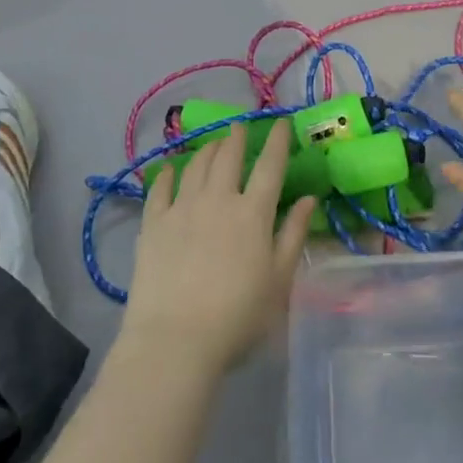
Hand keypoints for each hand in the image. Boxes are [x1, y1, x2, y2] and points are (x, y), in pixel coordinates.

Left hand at [122, 120, 315, 369]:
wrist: (176, 340)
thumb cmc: (238, 316)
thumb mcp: (279, 280)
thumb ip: (294, 235)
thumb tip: (308, 199)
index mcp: (253, 213)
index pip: (269, 166)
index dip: (277, 141)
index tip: (280, 123)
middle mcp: (218, 200)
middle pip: (228, 157)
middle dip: (236, 138)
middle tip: (238, 127)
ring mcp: (182, 208)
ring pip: (196, 166)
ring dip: (207, 150)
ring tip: (212, 144)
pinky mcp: (153, 224)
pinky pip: (160, 189)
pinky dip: (167, 174)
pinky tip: (169, 169)